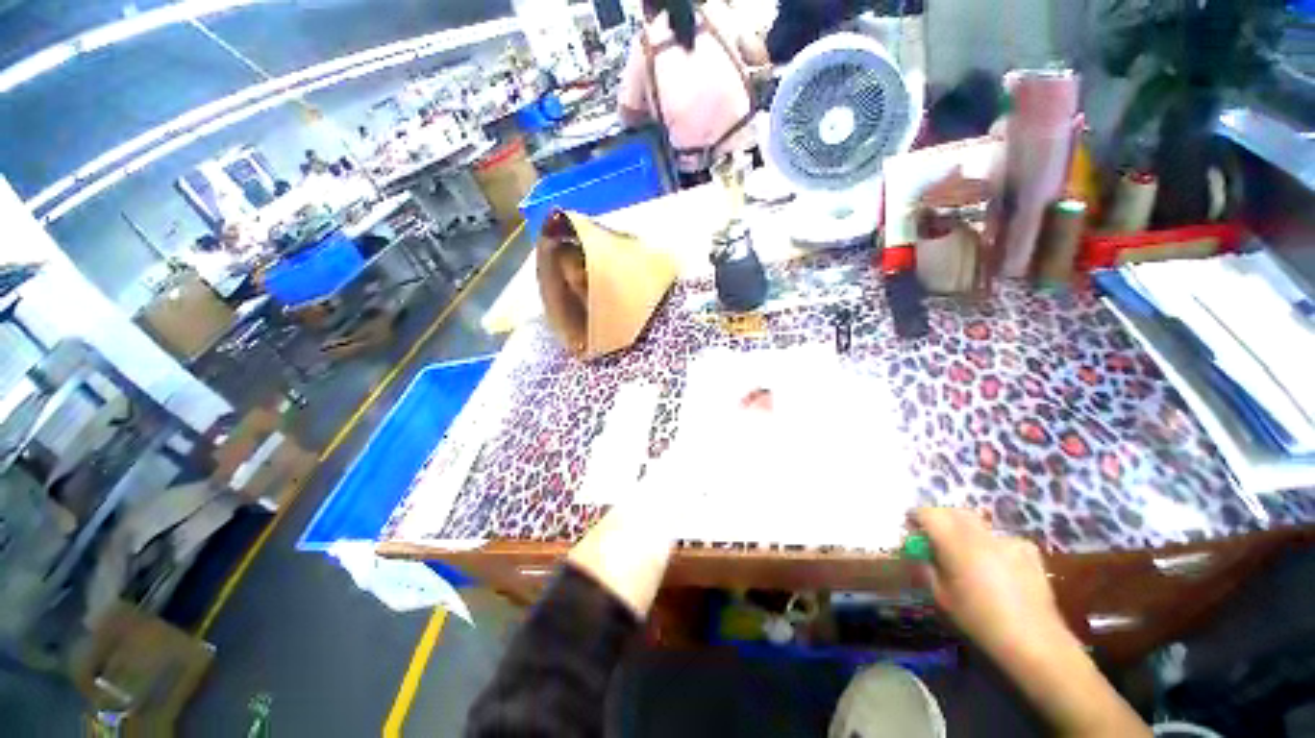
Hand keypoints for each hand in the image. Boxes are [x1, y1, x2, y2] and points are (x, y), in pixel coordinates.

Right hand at [913, 507, 1071, 658]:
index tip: (911, 528)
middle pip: (954, 511)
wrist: (1035, 640)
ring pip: (978, 524)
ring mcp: (1008, 540)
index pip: (929, 514)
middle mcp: (981, 535)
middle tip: (934, 539)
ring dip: (965, 532)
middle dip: (940, 519)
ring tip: (967, 556)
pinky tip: (997, 567)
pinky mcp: (1028, 549)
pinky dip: (992, 545)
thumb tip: (918, 552)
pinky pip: (1001, 538)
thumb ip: (927, 568)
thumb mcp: (942, 597)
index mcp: (957, 544)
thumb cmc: (981, 621)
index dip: (916, 516)